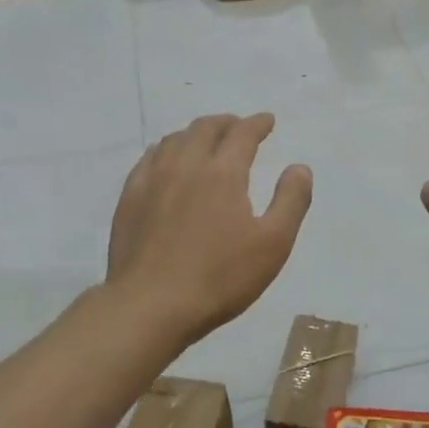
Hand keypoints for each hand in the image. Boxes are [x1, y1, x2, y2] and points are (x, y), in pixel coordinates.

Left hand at [107, 114, 312, 344]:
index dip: (258, 123)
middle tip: (239, 127)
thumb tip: (299, 167)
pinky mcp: (129, 198)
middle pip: (205, 128)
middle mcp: (185, 165)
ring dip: (196, 133)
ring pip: (175, 140)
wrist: (150, 306)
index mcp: (223, 172)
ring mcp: (152, 180)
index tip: (268, 121)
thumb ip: (291, 200)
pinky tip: (168, 161)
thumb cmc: (220, 278)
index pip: (242, 133)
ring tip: (206, 141)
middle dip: (227, 123)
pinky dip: (167, 149)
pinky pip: (150, 158)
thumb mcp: (273, 244)